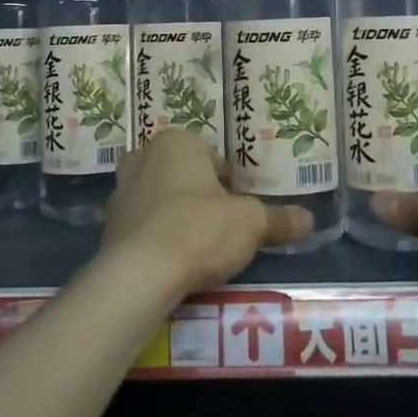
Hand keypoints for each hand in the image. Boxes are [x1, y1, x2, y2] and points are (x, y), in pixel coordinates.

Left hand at [102, 130, 311, 294]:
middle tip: (221, 225)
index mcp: (176, 142)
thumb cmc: (199, 229)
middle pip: (182, 174)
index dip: (229, 182)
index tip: (240, 208)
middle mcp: (143, 157)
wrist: (140, 274)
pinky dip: (157, 238)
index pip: (211, 156)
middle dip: (199, 195)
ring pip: (159, 198)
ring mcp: (121, 191)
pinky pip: (142, 226)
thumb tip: (309, 220)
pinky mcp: (108, 226)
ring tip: (199, 248)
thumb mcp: (250, 223)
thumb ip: (278, 219)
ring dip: (176, 215)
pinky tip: (174, 262)